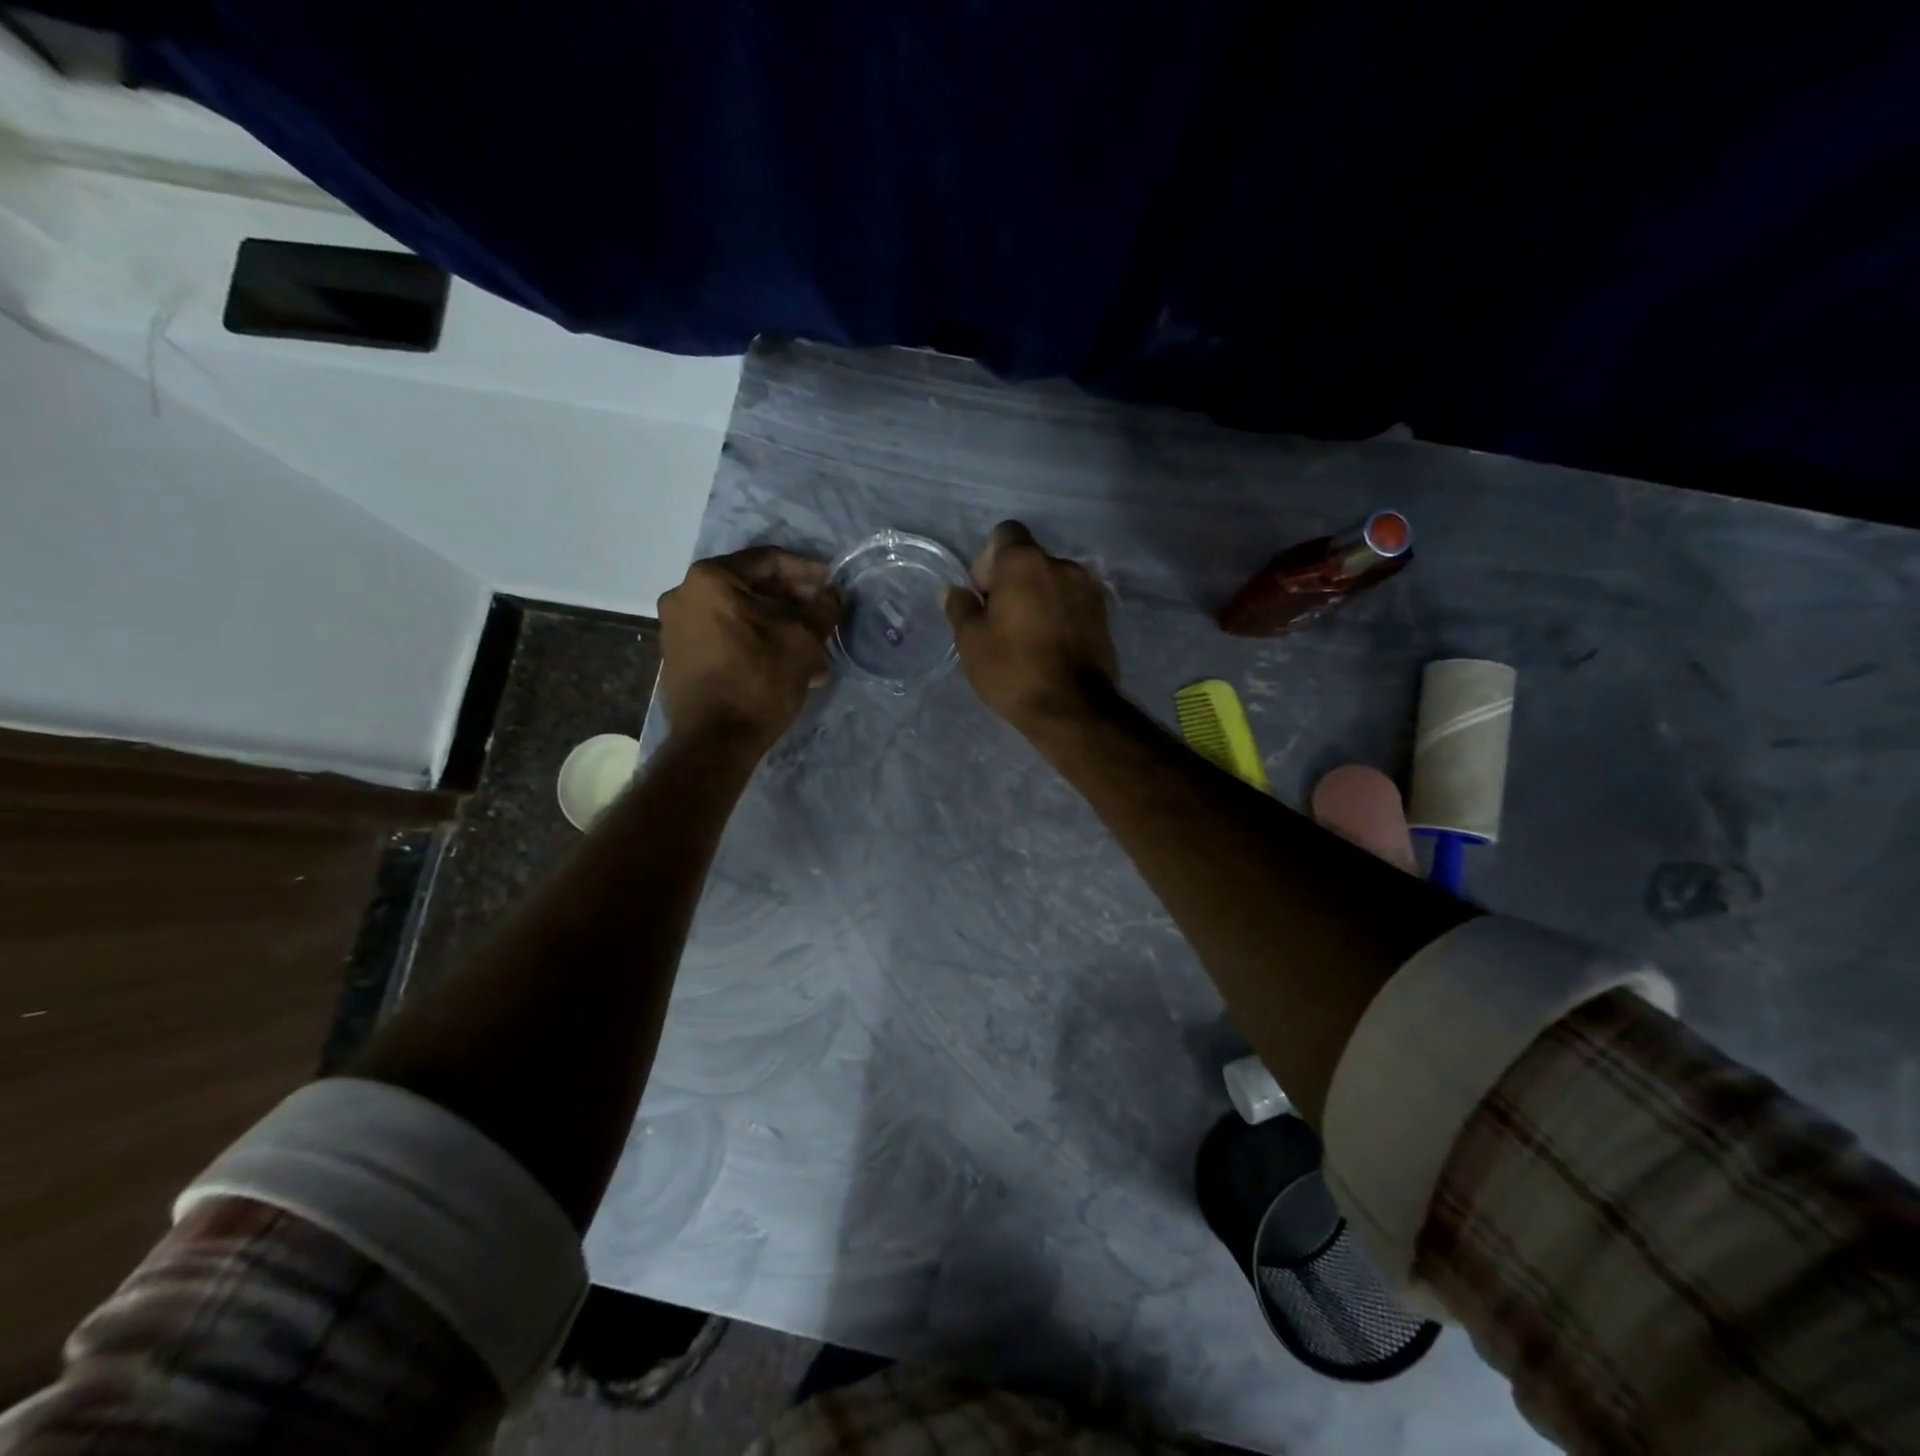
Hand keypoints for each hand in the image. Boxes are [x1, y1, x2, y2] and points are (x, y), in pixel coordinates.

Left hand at [658, 548, 839, 751]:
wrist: (714, 742)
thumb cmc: (758, 681)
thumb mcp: (802, 642)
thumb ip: (822, 609)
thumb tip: (833, 593)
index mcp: (710, 579)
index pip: (768, 560)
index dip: (806, 570)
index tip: (832, 583)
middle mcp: (684, 595)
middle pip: (751, 586)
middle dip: (792, 601)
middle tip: (822, 614)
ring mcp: (676, 627)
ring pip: (739, 615)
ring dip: (777, 625)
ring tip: (811, 646)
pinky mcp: (678, 656)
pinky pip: (724, 635)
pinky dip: (755, 641)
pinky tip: (785, 662)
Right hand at [944, 520, 1118, 732]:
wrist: (1072, 708)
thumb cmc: (1013, 669)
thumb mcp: (971, 641)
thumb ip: (961, 607)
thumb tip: (954, 590)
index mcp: (1026, 562)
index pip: (1005, 533)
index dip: (988, 559)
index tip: (983, 594)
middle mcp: (1062, 565)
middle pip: (1030, 560)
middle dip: (1012, 582)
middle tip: (999, 621)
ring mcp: (1089, 590)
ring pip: (1053, 583)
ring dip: (1038, 599)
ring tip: (1026, 637)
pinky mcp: (1104, 617)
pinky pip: (1072, 604)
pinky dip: (1059, 615)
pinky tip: (1049, 647)